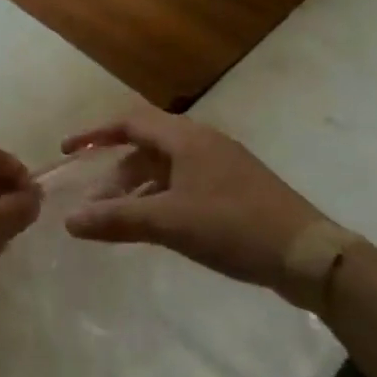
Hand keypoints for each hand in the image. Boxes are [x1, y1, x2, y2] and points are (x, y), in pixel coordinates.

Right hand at [61, 106, 343, 303]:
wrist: (308, 254)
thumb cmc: (233, 226)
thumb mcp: (169, 222)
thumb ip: (116, 219)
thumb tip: (69, 221)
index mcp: (186, 138)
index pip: (129, 122)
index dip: (95, 134)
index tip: (68, 151)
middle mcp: (202, 143)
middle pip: (146, 147)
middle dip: (116, 173)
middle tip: (94, 204)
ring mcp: (221, 166)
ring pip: (166, 169)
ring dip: (138, 190)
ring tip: (119, 220)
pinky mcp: (235, 189)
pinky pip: (185, 184)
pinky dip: (161, 199)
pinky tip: (156, 227)